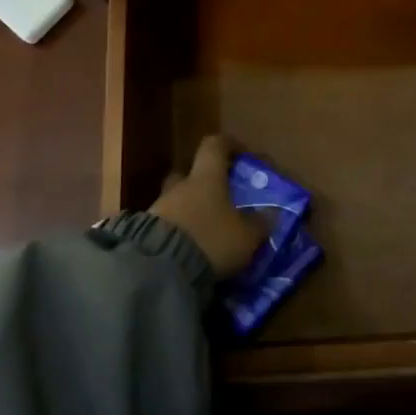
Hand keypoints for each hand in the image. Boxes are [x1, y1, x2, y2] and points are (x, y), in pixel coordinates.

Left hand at [147, 135, 264, 280]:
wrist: (159, 269)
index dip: (229, 145)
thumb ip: (259, 223)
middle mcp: (181, 186)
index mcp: (207, 177)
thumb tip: (271, 214)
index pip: (215, 145)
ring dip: (190, 211)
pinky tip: (189, 249)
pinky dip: (178, 232)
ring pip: (176, 201)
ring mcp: (158, 208)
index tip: (242, 154)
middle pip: (190, 174)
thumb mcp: (246, 236)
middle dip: (204, 183)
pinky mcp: (144, 233)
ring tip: (206, 232)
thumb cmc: (211, 239)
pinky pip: (165, 224)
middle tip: (220, 198)